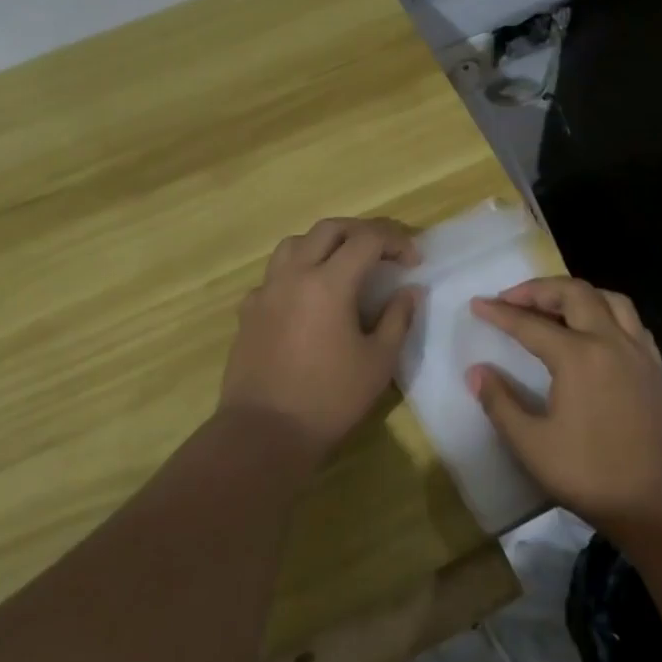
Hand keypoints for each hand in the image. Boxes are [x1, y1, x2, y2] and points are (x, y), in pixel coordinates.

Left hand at [219, 218, 420, 460]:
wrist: (264, 432)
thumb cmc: (329, 399)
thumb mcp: (378, 362)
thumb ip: (397, 319)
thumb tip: (407, 292)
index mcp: (328, 283)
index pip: (367, 239)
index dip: (396, 242)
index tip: (413, 261)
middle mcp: (293, 275)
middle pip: (329, 229)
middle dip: (362, 231)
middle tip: (384, 251)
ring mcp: (266, 291)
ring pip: (294, 244)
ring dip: (324, 243)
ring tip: (343, 264)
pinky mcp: (248, 311)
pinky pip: (274, 275)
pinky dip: (296, 272)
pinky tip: (307, 297)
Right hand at [468, 277, 661, 537]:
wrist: (660, 504)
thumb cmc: (591, 475)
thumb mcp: (532, 445)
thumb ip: (500, 402)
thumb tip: (476, 371)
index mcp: (578, 356)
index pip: (530, 323)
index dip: (500, 312)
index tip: (477, 304)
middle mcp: (611, 341)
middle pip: (574, 293)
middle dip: (539, 290)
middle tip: (512, 300)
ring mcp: (638, 352)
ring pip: (609, 299)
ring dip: (576, 294)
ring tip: (553, 307)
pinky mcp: (654, 368)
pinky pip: (631, 321)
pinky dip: (607, 313)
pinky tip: (596, 332)